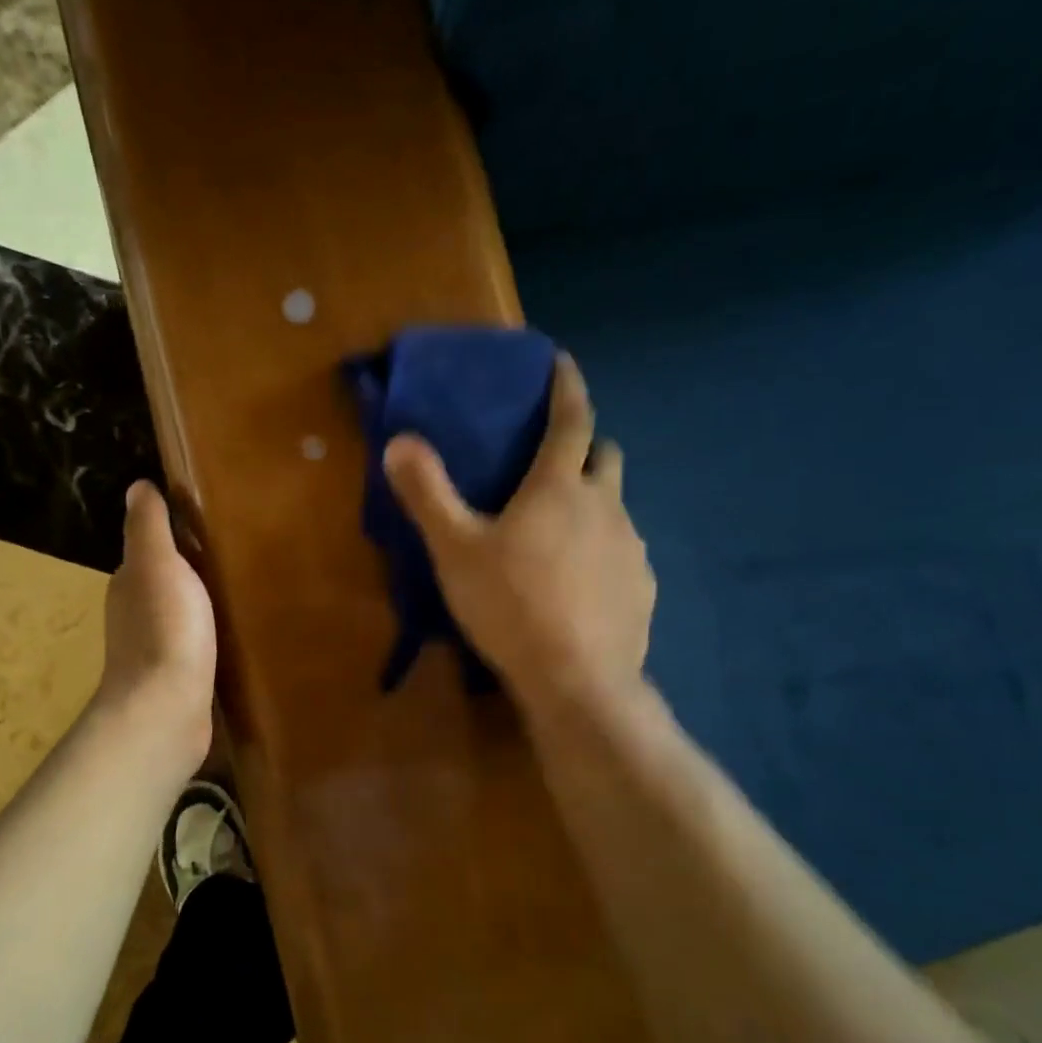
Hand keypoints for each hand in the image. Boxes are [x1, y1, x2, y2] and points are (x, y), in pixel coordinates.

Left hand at [95, 480, 216, 774]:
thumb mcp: (157, 564)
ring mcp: (157, 648)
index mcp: (129, 582)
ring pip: (183, 612)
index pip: (151, 548)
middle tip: (240, 552)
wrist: (167, 709)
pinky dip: (211, 632)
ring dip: (204, 601)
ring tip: (245, 588)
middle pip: (168, 579)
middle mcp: (136, 613)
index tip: (213, 521)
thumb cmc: (165, 629)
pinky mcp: (179, 677)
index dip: (177, 534)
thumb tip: (138, 485)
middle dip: (195, 566)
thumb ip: (148, 526)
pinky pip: (196, 643)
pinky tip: (236, 632)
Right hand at [383, 354, 653, 714]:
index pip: (571, 419)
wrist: (576, 680)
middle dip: (586, 447)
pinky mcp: (642, 588)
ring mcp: (631, 548)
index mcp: (560, 487)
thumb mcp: (455, 549)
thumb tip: (399, 441)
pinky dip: (603, 552)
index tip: (562, 361)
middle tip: (555, 463)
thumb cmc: (510, 605)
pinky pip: (623, 553)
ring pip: (615, 507)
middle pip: (605, 455)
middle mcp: (605, 505)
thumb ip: (427, 493)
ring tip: (560, 534)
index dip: (567, 386)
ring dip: (593, 504)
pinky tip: (580, 584)